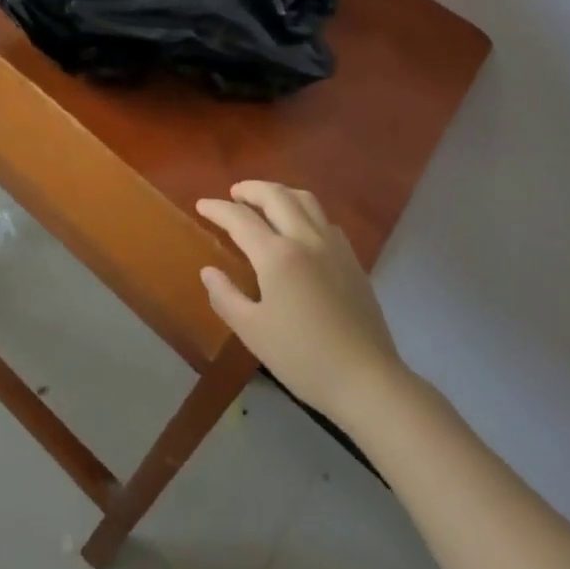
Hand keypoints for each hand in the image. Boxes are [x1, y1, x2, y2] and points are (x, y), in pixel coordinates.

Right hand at [196, 181, 404, 420]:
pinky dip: (304, 210)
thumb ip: (226, 297)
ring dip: (280, 192)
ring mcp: (333, 246)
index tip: (202, 204)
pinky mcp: (352, 259)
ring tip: (266, 201)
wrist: (367, 379)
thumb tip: (208, 271)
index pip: (240, 219)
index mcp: (277, 255)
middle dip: (251, 189)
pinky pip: (324, 218)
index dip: (218, 209)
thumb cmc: (303, 358)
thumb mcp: (254, 333)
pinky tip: (301, 228)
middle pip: (275, 195)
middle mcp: (305, 238)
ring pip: (305, 199)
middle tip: (234, 193)